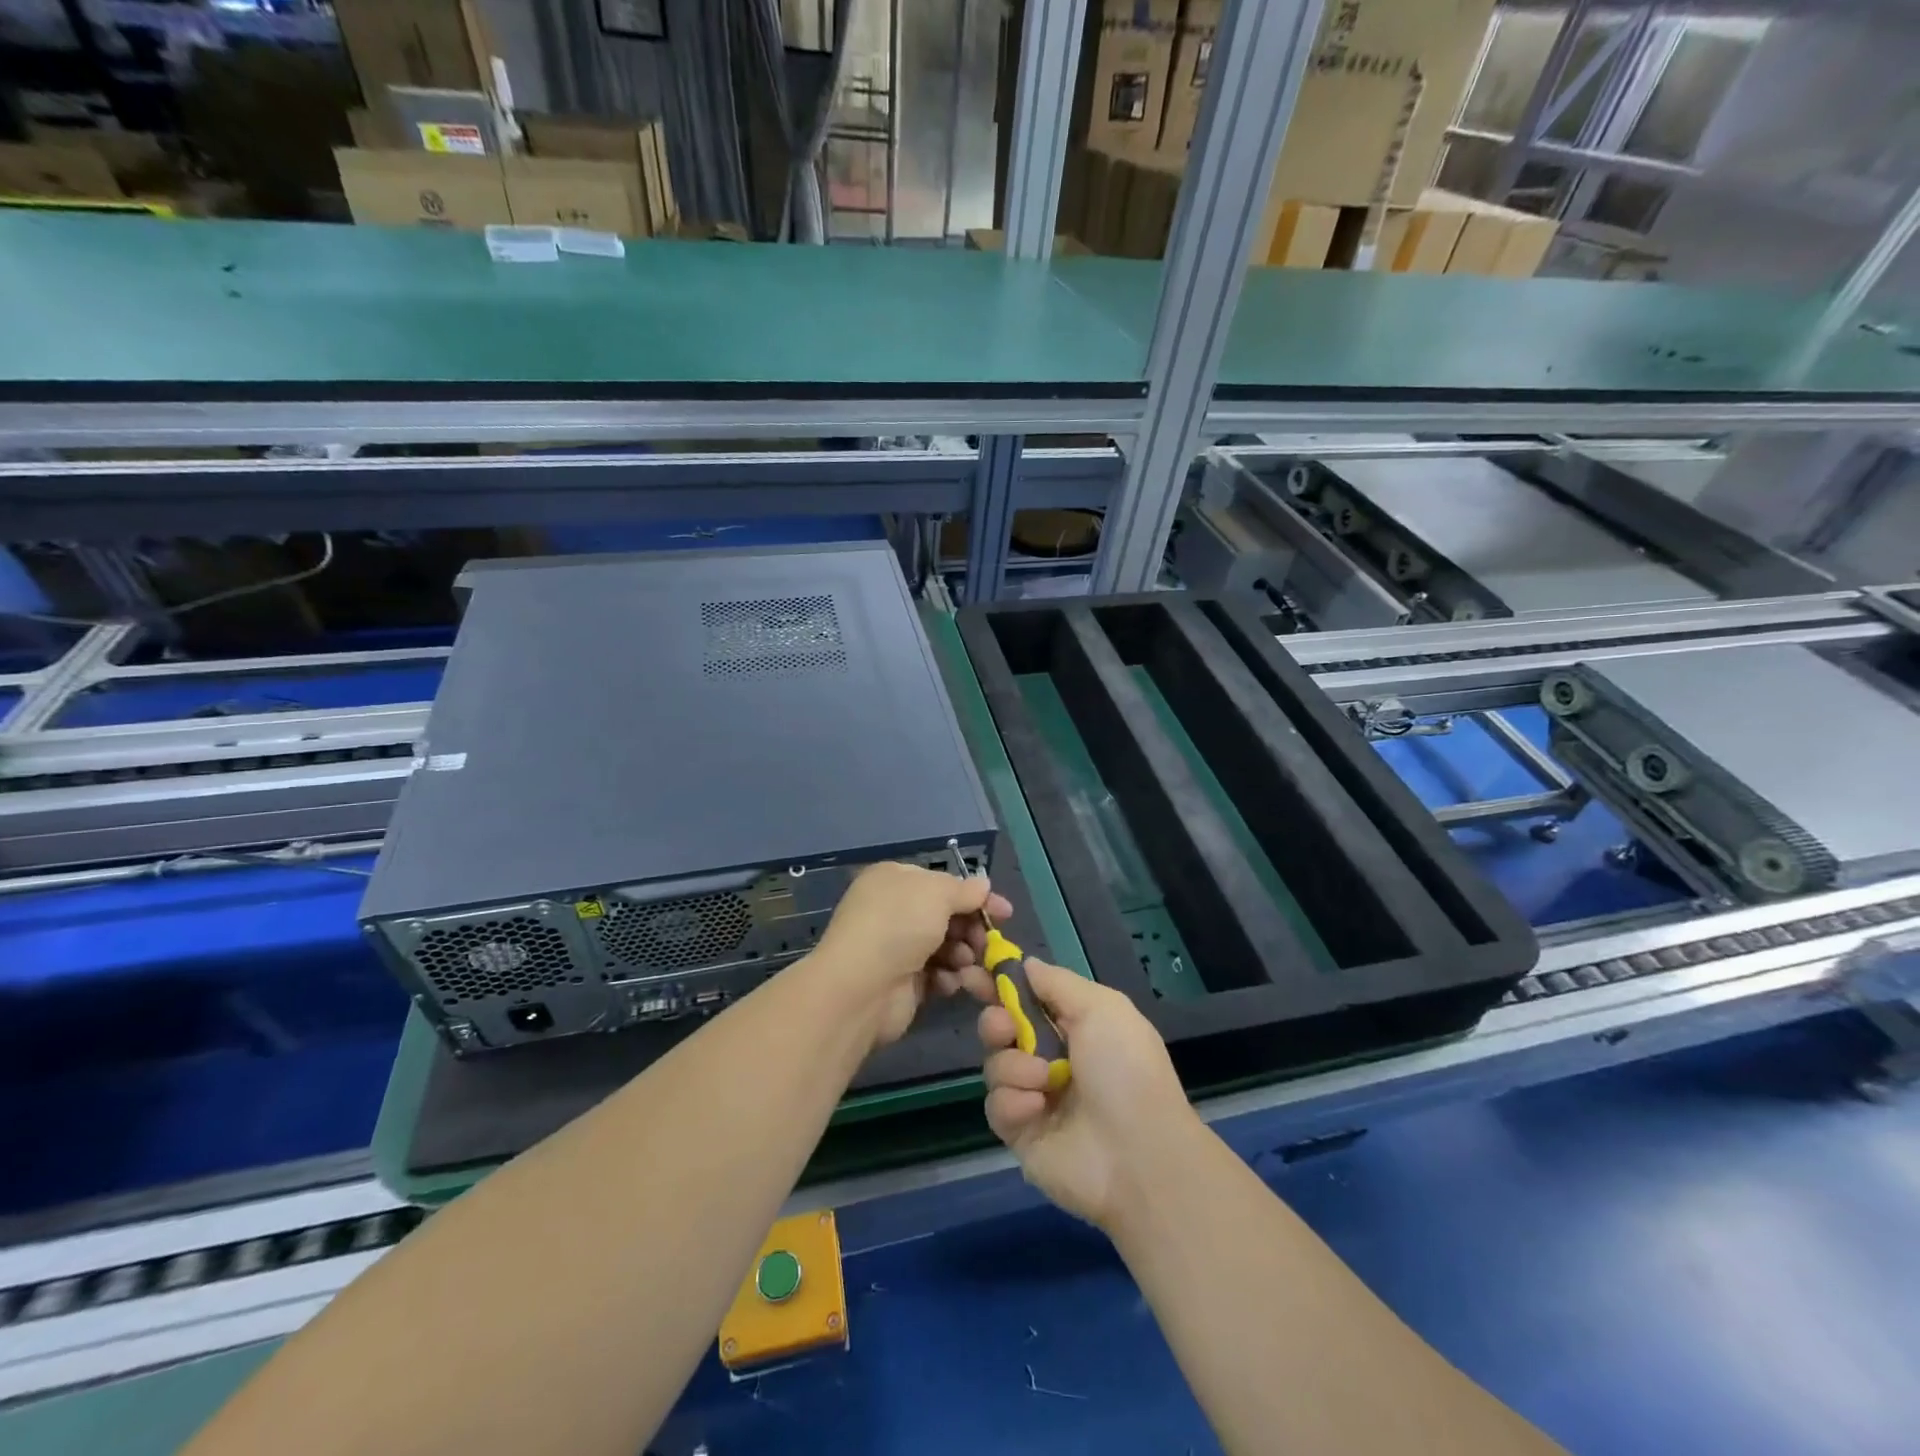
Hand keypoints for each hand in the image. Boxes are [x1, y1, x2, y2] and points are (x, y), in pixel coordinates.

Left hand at [810, 862, 1012, 1049]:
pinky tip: (950, 983)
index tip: (1005, 912)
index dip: (975, 896)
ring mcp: (897, 947)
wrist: (862, 987)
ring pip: (945, 946)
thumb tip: (983, 885)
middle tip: (989, 943)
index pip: (942, 883)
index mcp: (895, 880)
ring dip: (963, 954)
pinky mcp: (903, 981)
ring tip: (966, 963)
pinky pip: (936, 974)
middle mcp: (894, 910)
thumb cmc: (899, 926)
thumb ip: (964, 890)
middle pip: (947, 916)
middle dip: (971, 929)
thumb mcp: (936, 894)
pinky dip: (948, 977)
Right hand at [978, 959, 1196, 1229]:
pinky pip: (996, 1105)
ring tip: (1044, 1080)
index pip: (1026, 996)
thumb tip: (1026, 964)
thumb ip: (1058, 983)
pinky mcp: (1020, 1132)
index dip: (999, 983)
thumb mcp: (1102, 1008)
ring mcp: (1034, 1095)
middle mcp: (1051, 1057)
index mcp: (1074, 1025)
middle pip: (1001, 1027)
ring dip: (1014, 1066)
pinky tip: (1038, 1109)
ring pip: (995, 1064)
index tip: (974, 971)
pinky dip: (1014, 1102)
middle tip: (1006, 1028)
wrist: (1139, 1156)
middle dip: (996, 1021)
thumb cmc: (1125, 1070)